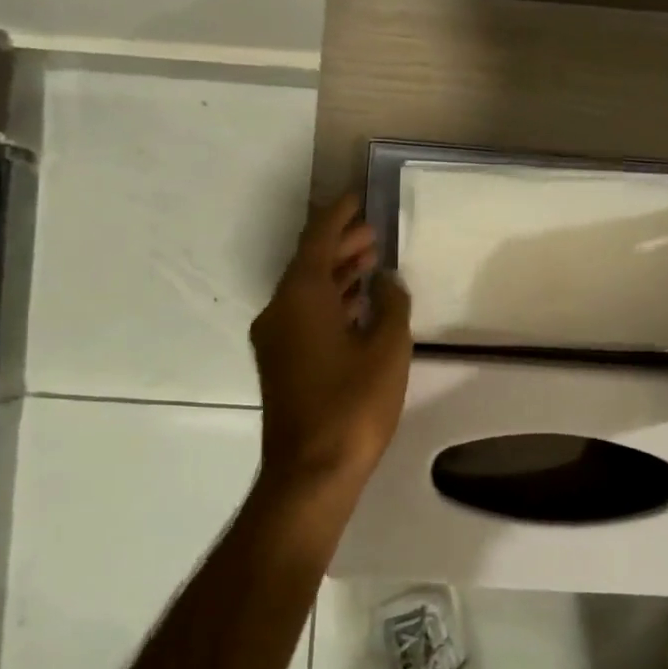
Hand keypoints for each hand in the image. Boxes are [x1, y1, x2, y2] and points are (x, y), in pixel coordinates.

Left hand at [250, 196, 412, 489]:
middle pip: (310, 263)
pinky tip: (358, 304)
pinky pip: (305, 314)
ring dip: (337, 273)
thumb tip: (386, 280)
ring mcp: (276, 338)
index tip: (360, 197)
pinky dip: (331, 301)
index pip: (318, 239)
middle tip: (375, 231)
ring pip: (307, 291)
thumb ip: (391, 304)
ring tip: (372, 260)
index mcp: (301, 297)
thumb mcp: (387, 348)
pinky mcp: (281, 362)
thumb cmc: (353, 405)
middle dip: (341, 243)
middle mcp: (280, 310)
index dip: (340, 215)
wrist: (311, 471)